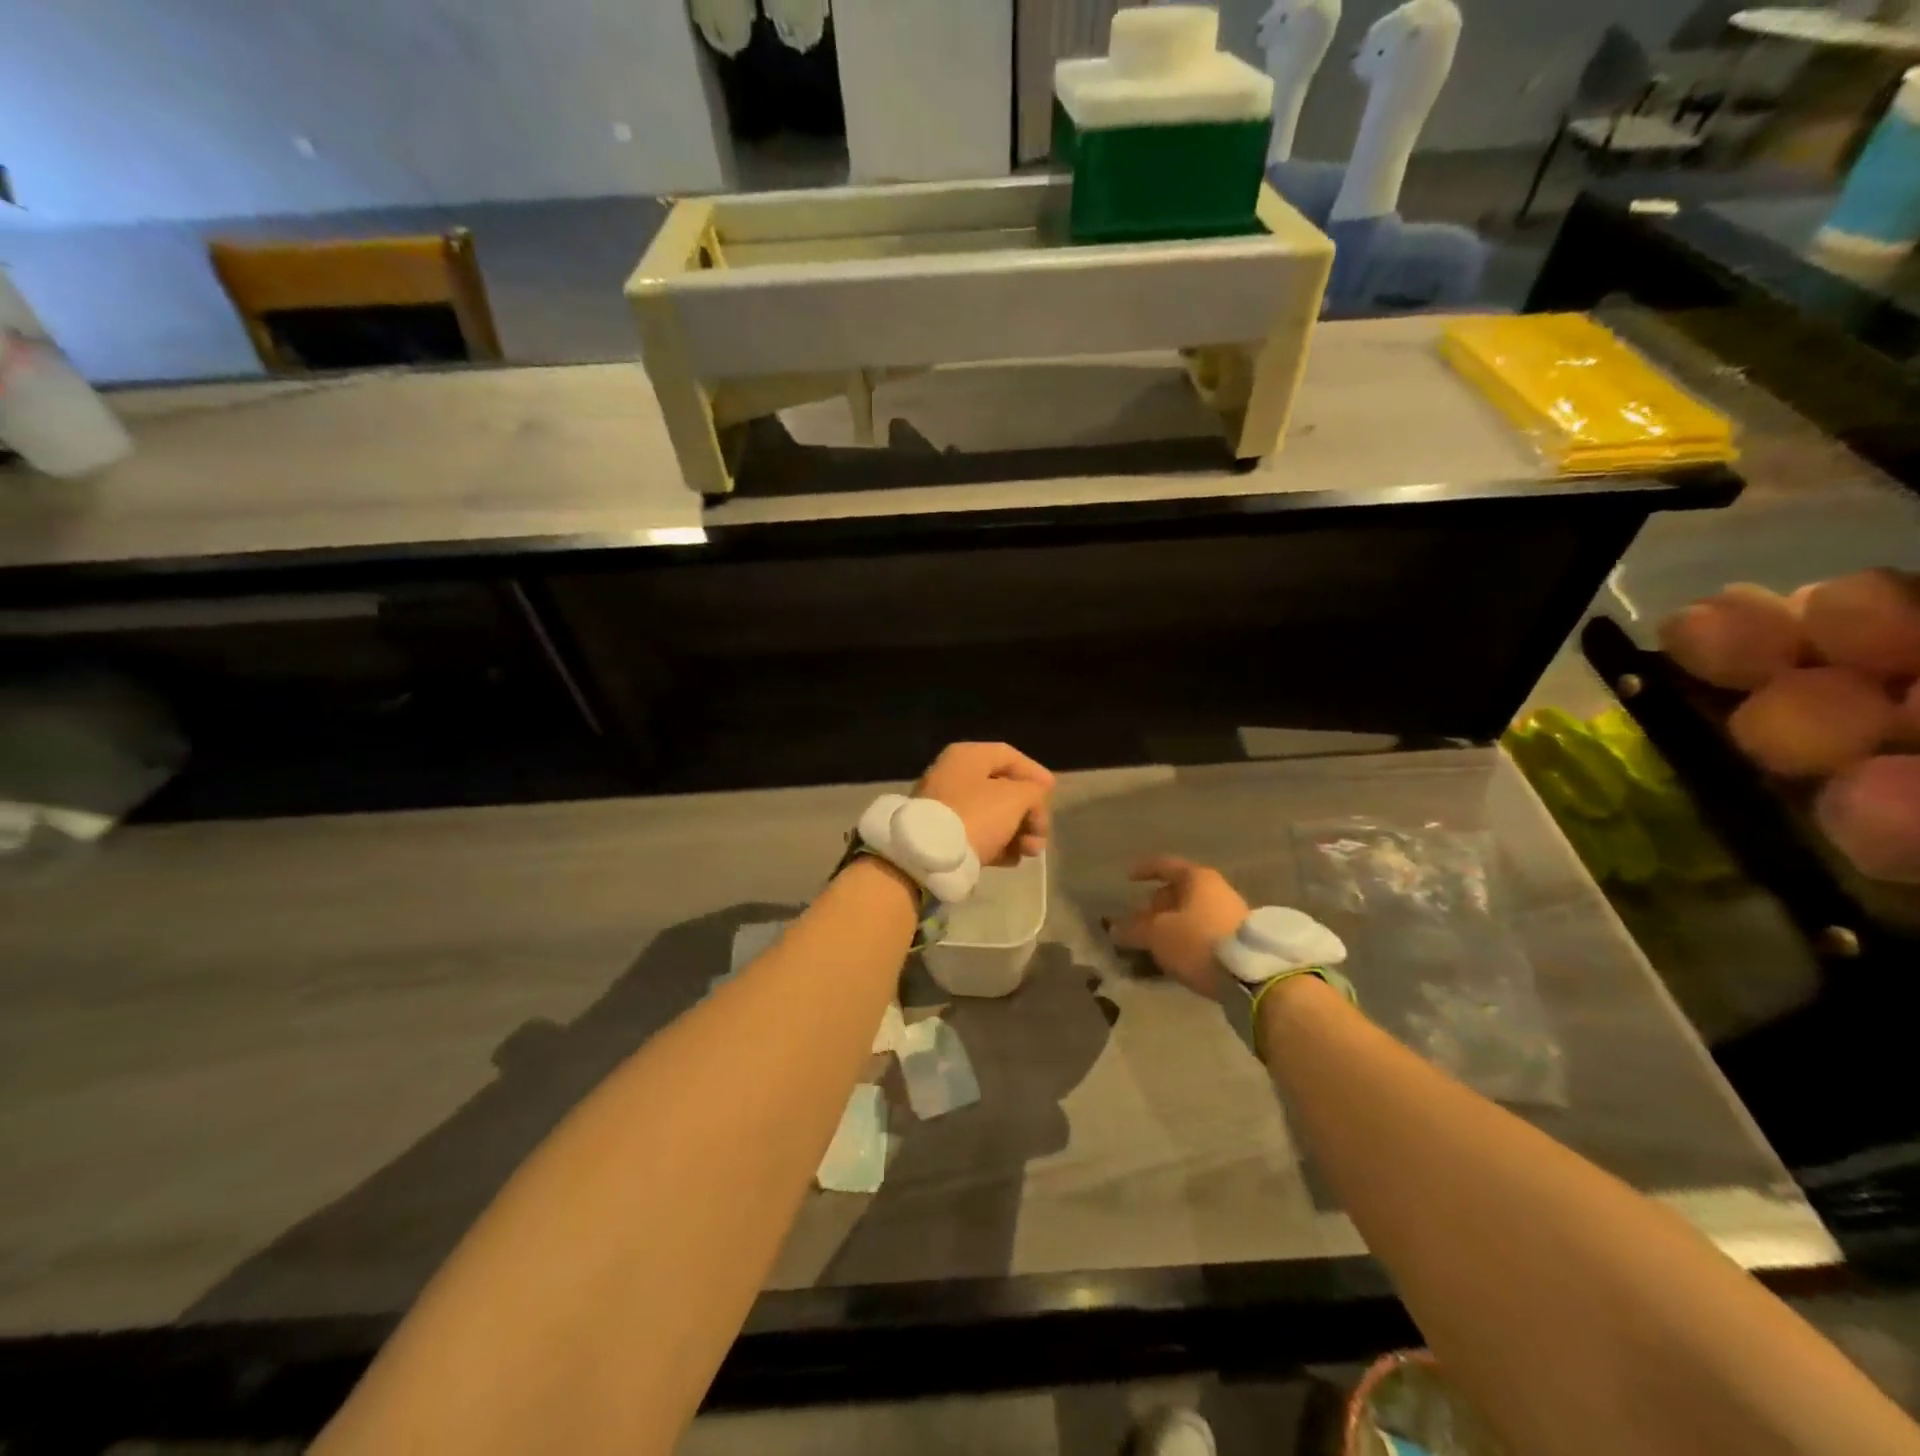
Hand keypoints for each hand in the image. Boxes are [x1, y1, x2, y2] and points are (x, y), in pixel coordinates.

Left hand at [916, 742, 1053, 867]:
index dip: (1035, 773)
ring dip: (1018, 832)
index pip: (1009, 756)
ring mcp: (945, 805)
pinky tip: (1012, 860)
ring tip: (1031, 853)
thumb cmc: (976, 815)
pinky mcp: (941, 834)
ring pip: (992, 814)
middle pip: (1003, 788)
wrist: (929, 856)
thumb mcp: (1015, 797)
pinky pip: (976, 833)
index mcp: (968, 756)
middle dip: (1029, 812)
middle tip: (1042, 833)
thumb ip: (1034, 792)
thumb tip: (1034, 797)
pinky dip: (997, 844)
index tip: (1053, 792)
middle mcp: (953, 775)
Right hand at [1109, 856, 1249, 996]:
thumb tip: (1114, 928)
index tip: (1128, 878)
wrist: (1254, 976)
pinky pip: (1203, 931)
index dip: (1144, 869)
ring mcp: (1232, 914)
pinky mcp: (1240, 940)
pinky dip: (1186, 938)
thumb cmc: (1199, 941)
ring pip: (1191, 913)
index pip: (1165, 865)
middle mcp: (1217, 890)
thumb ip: (1134, 929)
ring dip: (1171, 925)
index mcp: (1197, 878)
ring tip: (1154, 943)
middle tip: (1138, 922)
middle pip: (1179, 891)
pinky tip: (1176, 956)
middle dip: (1156, 905)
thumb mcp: (1158, 935)